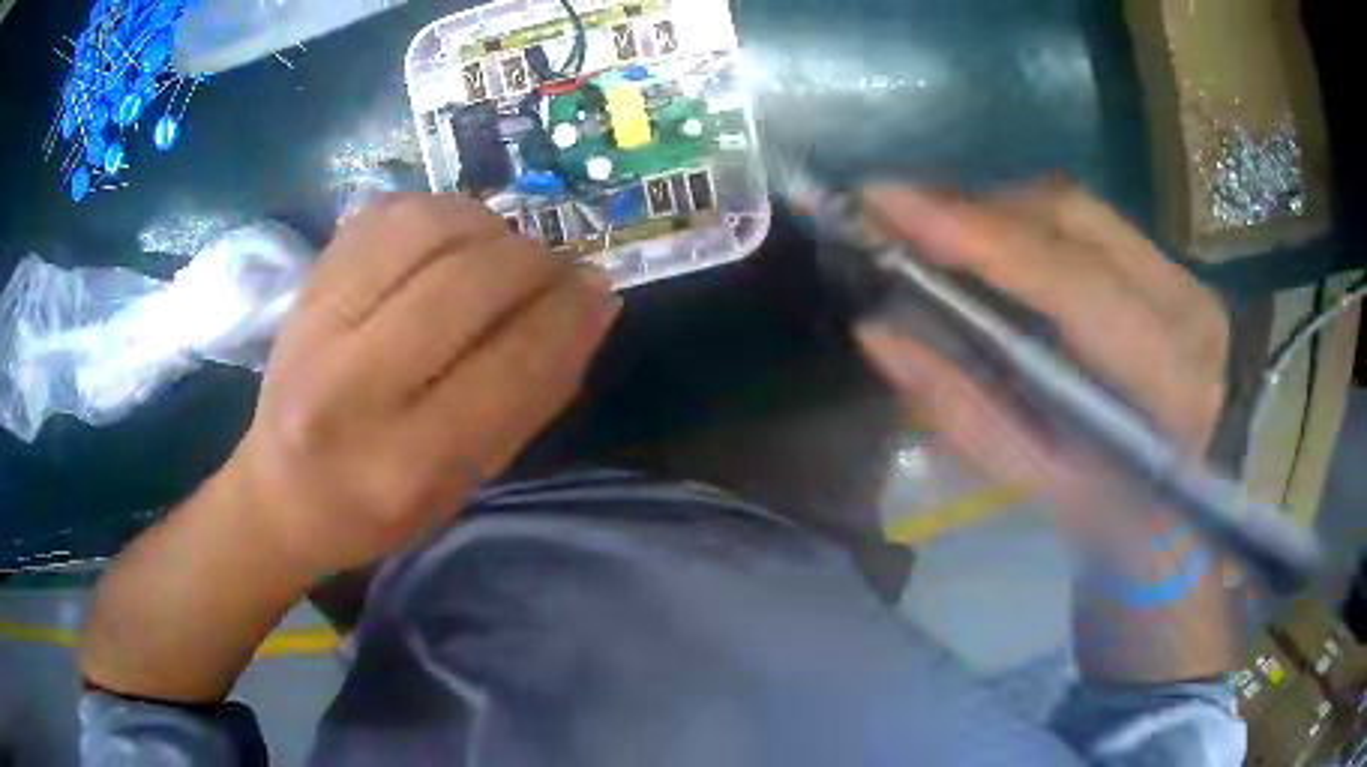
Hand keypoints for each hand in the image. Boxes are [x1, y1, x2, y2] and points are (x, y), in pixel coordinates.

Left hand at [222, 194, 619, 579]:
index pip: (506, 368)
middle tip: (557, 269)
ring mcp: (314, 324)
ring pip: (422, 228)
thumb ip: (531, 399)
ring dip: (486, 225)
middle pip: (463, 284)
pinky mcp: (304, 286)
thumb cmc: (380, 508)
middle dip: (533, 262)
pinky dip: (437, 212)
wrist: (282, 492)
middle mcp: (348, 388)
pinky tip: (452, 239)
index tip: (600, 291)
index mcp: (400, 464)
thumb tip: (592, 305)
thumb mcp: (466, 484)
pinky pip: (384, 213)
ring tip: (504, 249)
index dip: (567, 317)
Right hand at [856, 182, 1228, 526]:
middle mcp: (1176, 299)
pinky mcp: (1154, 252)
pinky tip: (982, 240)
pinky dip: (1015, 220)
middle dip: (969, 210)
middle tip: (888, 216)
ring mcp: (1169, 265)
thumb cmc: (1118, 496)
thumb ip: (966, 409)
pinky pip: (1071, 216)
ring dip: (988, 212)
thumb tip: (879, 333)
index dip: (985, 238)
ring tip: (927, 230)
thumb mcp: (1044, 478)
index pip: (1075, 286)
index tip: (887, 204)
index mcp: (1165, 378)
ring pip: (1064, 205)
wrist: (1198, 466)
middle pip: (1062, 217)